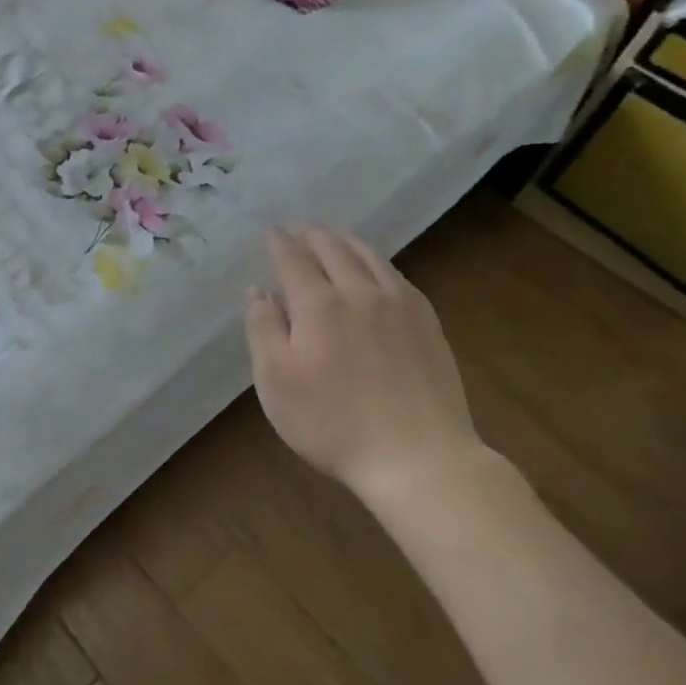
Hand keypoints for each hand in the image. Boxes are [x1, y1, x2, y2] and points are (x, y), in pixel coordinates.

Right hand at [245, 225, 482, 499]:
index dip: (279, 244)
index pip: (293, 260)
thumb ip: (263, 329)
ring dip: (346, 241)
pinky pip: (397, 276)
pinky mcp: (427, 324)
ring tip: (334, 235)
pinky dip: (377, 261)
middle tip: (299, 226)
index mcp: (318, 305)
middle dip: (312, 235)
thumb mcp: (276, 381)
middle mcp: (359, 293)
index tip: (270, 232)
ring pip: (369, 257)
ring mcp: (399, 306)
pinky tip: (376, 268)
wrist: (419, 458)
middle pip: (333, 250)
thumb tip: (258, 290)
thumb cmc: (333, 423)